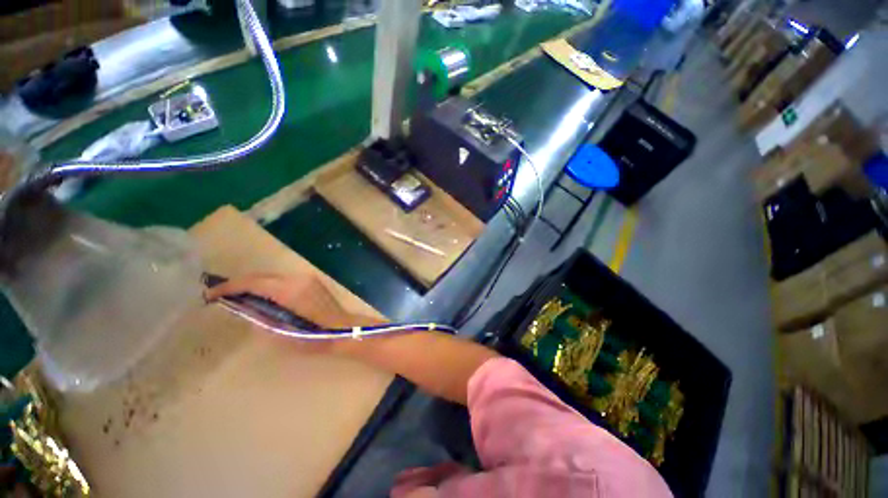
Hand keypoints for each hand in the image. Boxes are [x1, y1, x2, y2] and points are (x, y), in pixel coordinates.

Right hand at [204, 273, 373, 330]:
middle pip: (262, 276)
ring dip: (254, 284)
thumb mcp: (280, 333)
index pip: (253, 282)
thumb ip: (259, 317)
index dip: (229, 286)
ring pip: (273, 277)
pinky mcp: (312, 281)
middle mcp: (298, 278)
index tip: (210, 294)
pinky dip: (269, 286)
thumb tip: (241, 306)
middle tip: (220, 296)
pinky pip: (284, 280)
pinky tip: (262, 297)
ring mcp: (307, 278)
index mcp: (289, 290)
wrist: (342, 329)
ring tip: (237, 297)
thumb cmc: (313, 336)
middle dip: (240, 284)